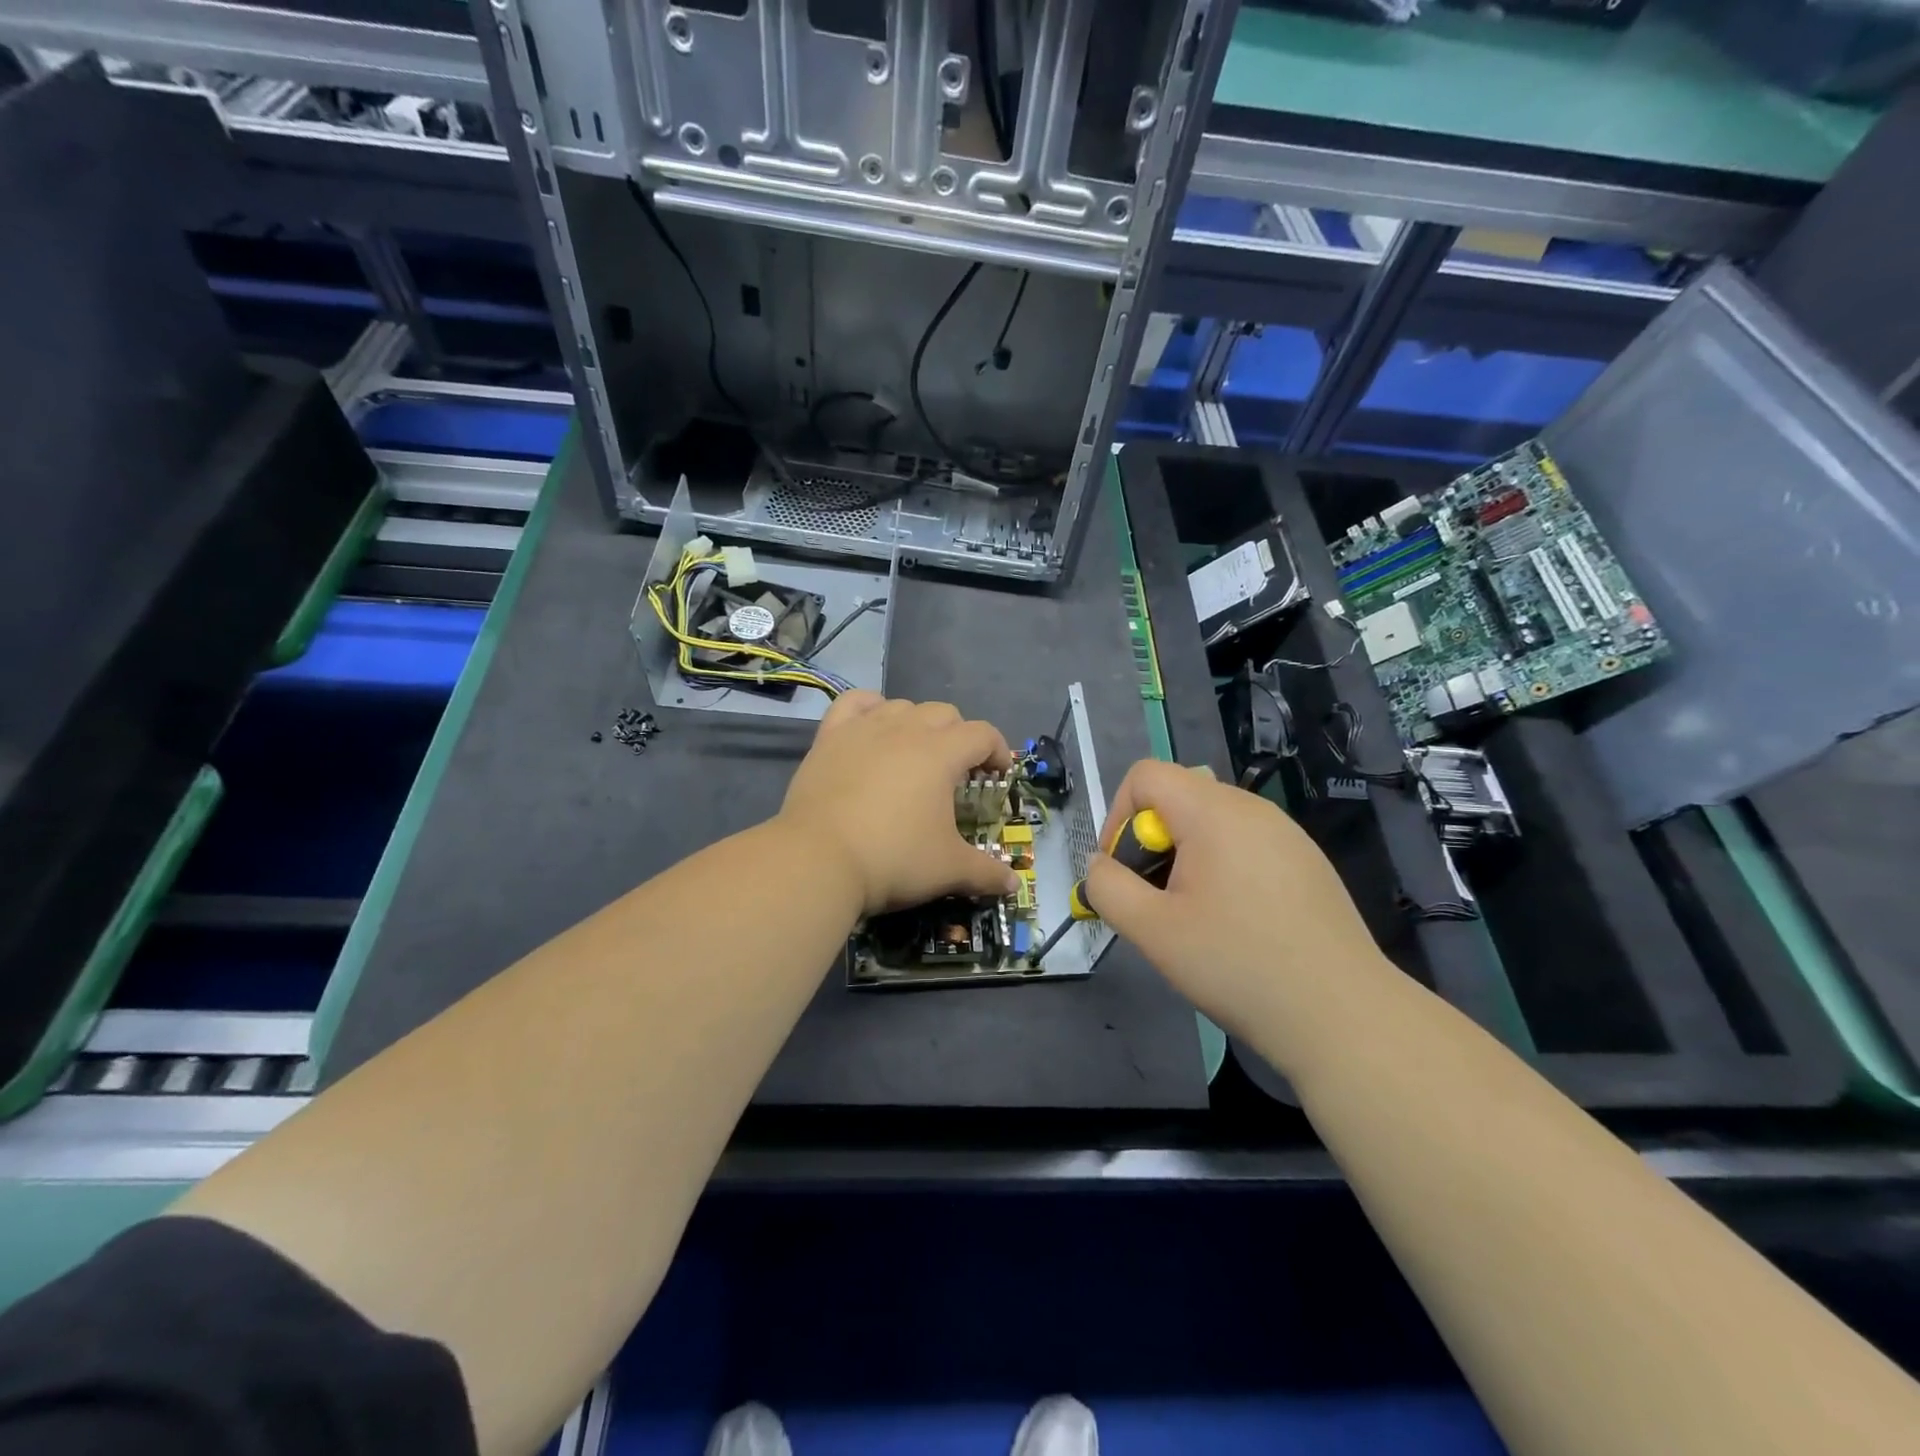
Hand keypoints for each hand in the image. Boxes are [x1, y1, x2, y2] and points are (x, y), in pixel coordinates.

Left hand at [780, 691, 1019, 914]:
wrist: (819, 859)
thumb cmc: (893, 859)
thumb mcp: (948, 869)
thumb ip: (985, 872)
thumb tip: (1013, 884)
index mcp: (942, 753)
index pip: (983, 734)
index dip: (998, 751)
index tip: (998, 776)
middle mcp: (906, 729)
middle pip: (945, 714)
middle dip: (960, 737)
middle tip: (957, 772)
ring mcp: (864, 728)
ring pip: (902, 706)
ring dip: (918, 723)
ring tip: (915, 753)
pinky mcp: (830, 736)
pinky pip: (854, 703)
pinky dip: (869, 707)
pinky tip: (873, 725)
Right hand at [1085, 760, 1393, 1061]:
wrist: (1343, 1016)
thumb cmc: (1238, 965)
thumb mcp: (1152, 931)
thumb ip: (1108, 888)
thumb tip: (1101, 865)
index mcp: (1214, 812)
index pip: (1145, 775)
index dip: (1118, 816)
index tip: (1126, 872)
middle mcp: (1253, 808)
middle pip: (1179, 796)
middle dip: (1152, 842)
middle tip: (1158, 902)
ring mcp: (1287, 834)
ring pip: (1211, 822)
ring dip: (1185, 857)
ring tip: (1194, 916)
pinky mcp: (1307, 862)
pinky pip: (1245, 843)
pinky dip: (1222, 868)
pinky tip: (1237, 923)